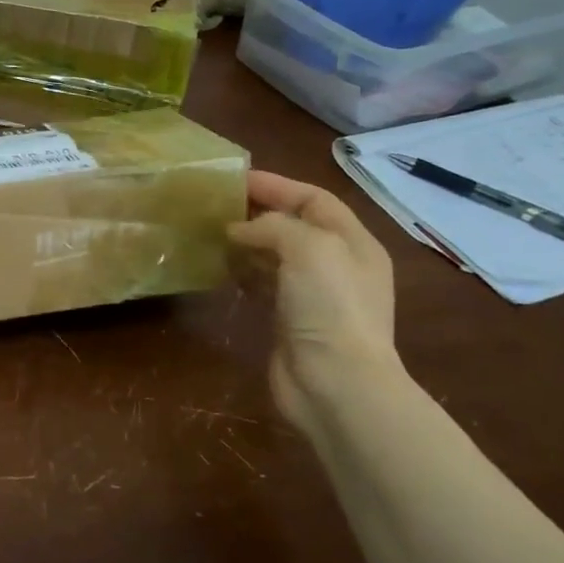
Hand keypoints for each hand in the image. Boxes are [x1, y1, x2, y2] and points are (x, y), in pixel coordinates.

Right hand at [227, 171, 401, 425]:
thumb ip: (273, 226)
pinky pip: (263, 285)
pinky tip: (220, 267)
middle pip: (294, 226)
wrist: (334, 383)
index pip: (314, 199)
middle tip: (216, 205)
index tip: (235, 179)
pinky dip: (243, 272)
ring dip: (247, 242)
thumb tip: (238, 230)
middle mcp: (336, 265)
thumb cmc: (329, 307)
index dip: (277, 185)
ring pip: (276, 256)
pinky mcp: (290, 321)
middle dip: (258, 212)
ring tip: (211, 232)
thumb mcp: (309, 248)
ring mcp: (313, 296)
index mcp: (353, 243)